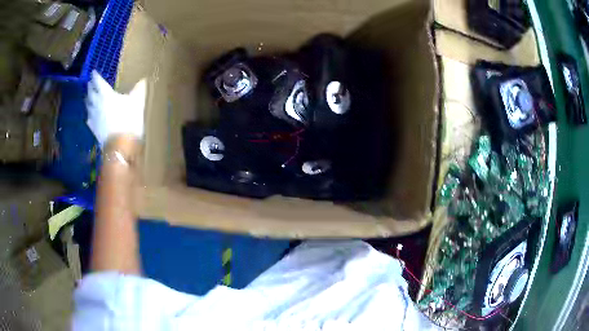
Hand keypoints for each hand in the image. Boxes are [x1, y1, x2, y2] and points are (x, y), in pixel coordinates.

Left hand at [86, 71, 145, 148]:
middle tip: (89, 84)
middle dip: (90, 87)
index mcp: (106, 94)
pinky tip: (89, 117)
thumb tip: (143, 80)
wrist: (120, 146)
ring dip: (87, 101)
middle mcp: (97, 103)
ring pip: (88, 106)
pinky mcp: (94, 129)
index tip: (93, 72)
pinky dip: (89, 116)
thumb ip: (139, 89)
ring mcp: (94, 117)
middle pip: (90, 93)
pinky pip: (89, 120)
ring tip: (88, 98)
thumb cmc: (129, 119)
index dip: (95, 76)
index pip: (98, 82)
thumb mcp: (138, 101)